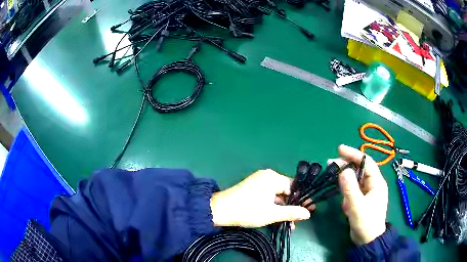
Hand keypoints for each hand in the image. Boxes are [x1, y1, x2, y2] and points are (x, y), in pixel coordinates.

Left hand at [210, 169, 313, 227]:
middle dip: (292, 207)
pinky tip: (278, 219)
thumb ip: (292, 212)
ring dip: (283, 209)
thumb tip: (308, 213)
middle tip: (299, 220)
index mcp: (272, 178)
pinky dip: (274, 207)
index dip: (302, 199)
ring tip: (290, 224)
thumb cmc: (247, 210)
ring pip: (277, 196)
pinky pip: (269, 197)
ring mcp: (259, 183)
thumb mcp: (272, 214)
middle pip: (285, 192)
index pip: (293, 187)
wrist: (220, 211)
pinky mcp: (253, 189)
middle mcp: (266, 177)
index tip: (310, 209)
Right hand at [333, 145, 387, 244]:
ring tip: (332, 176)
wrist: (367, 241)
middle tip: (330, 164)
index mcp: (377, 182)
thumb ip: (350, 189)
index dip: (354, 154)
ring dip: (344, 178)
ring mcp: (366, 192)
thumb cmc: (366, 224)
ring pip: (355, 179)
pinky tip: (340, 195)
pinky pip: (352, 189)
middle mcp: (372, 184)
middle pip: (359, 169)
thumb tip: (343, 170)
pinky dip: (345, 189)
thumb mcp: (357, 207)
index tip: (339, 149)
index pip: (366, 162)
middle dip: (346, 165)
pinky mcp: (361, 199)